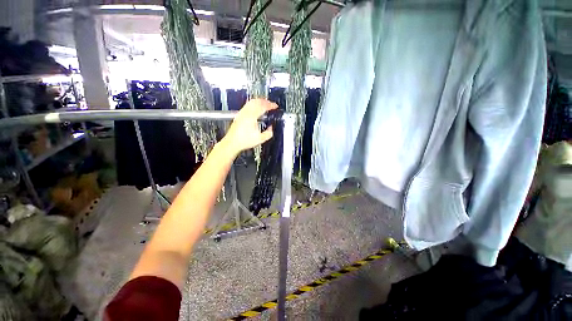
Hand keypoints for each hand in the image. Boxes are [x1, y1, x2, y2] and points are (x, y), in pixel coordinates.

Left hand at [221, 99, 277, 154]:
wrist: (232, 143)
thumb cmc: (243, 141)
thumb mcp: (261, 139)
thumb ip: (269, 133)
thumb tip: (271, 128)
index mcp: (252, 117)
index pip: (263, 106)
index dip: (270, 105)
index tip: (275, 106)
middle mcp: (246, 113)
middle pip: (257, 101)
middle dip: (265, 101)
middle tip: (271, 104)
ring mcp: (241, 113)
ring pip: (251, 102)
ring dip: (260, 101)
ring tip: (265, 104)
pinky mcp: (239, 115)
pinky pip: (247, 105)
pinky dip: (254, 104)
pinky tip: (256, 108)